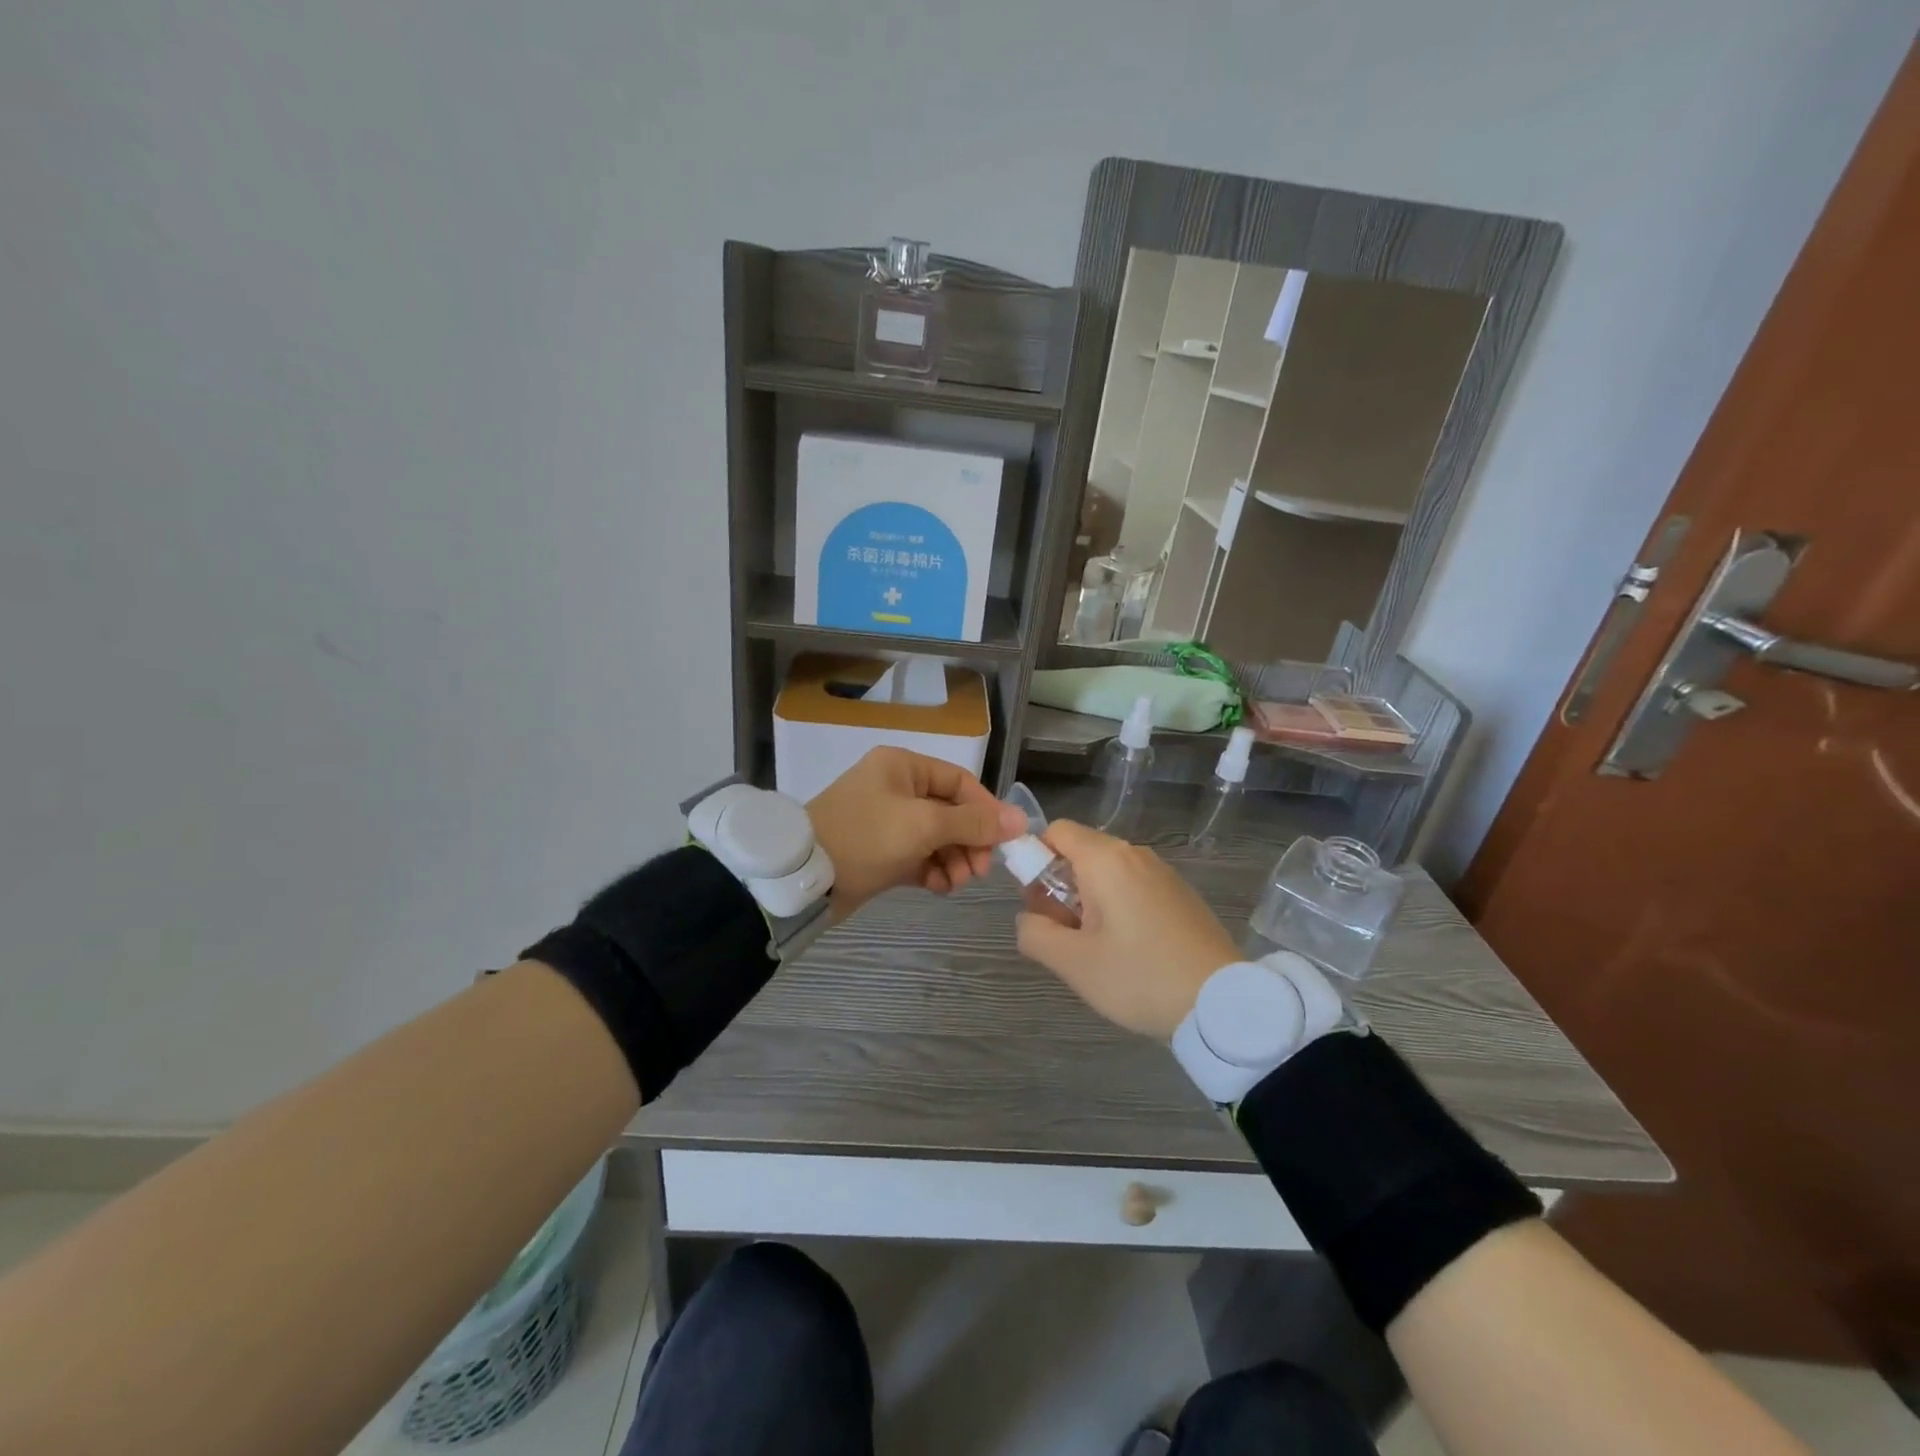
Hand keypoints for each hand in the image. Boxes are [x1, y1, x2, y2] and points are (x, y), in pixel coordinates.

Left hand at [807, 748, 1026, 918]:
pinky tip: (939, 888)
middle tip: (979, 871)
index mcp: (903, 767)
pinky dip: (933, 870)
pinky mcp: (880, 851)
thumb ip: (973, 823)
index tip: (1003, 842)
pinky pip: (918, 856)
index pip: (960, 782)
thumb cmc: (866, 837)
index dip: (986, 810)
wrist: (805, 876)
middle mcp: (896, 788)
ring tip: (956, 883)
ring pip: (936, 837)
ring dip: (953, 859)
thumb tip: (1020, 820)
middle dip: (969, 841)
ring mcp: (887, 820)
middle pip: (951, 811)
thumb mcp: (923, 825)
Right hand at [1015, 820, 1239, 1038]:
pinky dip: (1119, 907)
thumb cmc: (1140, 977)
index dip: (1036, 859)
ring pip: (1108, 873)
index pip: (1056, 832)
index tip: (1038, 903)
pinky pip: (1134, 887)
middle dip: (1060, 886)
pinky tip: (1130, 951)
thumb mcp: (1073, 963)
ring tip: (1096, 949)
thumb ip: (1034, 933)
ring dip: (1089, 900)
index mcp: (1106, 859)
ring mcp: (1163, 873)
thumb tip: (1028, 918)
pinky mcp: (1181, 894)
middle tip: (1064, 934)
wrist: (1223, 1003)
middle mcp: (1135, 855)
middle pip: (1080, 853)